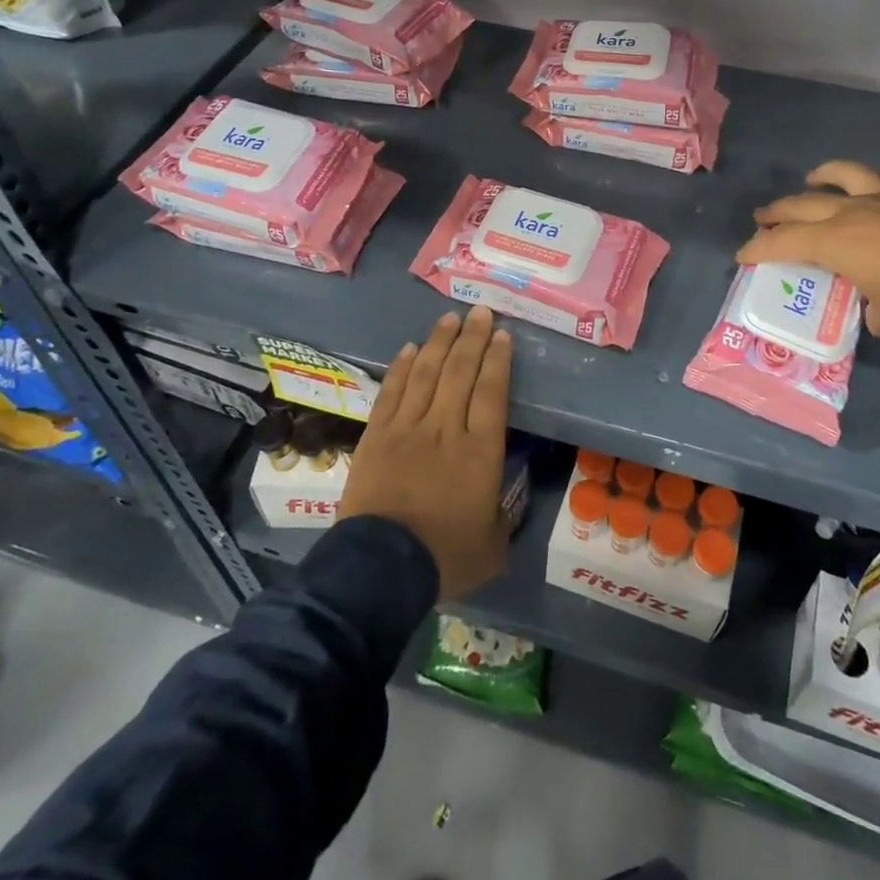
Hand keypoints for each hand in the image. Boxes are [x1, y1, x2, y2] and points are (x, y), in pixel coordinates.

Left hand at [340, 307, 513, 600]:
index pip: (491, 391)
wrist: (381, 568)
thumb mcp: (492, 547)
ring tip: (449, 318)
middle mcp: (445, 428)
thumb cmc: (444, 557)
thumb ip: (502, 518)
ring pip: (427, 373)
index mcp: (480, 451)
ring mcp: (407, 428)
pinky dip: (403, 367)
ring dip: (439, 342)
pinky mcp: (376, 435)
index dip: (498, 359)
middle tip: (480, 311)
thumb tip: (503, 502)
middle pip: (460, 372)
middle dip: (472, 338)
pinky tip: (411, 349)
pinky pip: (393, 392)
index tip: (502, 334)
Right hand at [736, 161, 879, 338]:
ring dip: (822, 176)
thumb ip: (873, 313)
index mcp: (834, 242)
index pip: (781, 242)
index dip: (757, 249)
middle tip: (762, 218)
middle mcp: (851, 211)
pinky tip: (877, 182)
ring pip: (843, 175)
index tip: (742, 255)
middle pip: (801, 204)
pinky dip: (877, 179)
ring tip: (812, 180)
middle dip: (776, 212)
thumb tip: (874, 308)